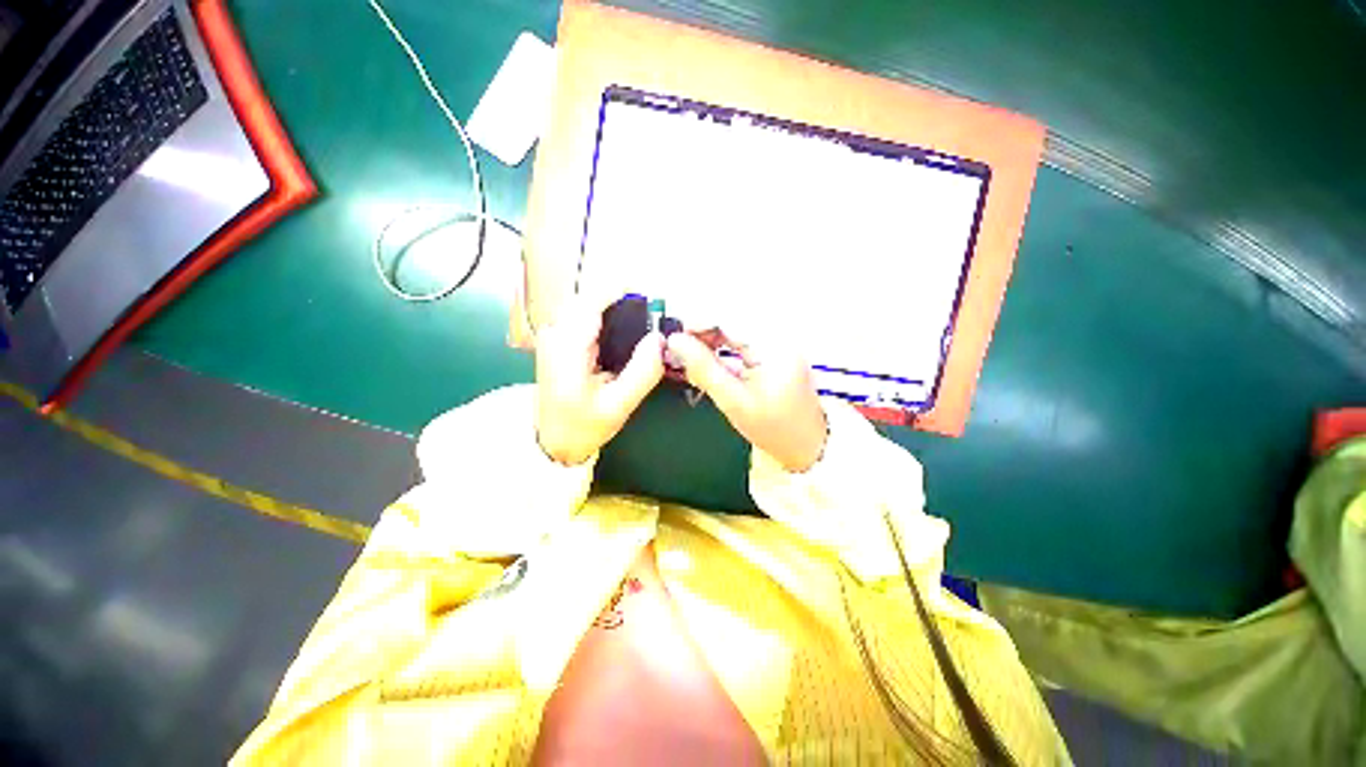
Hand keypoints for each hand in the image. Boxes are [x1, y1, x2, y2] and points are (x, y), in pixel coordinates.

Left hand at [535, 295, 664, 464]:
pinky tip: (618, 336)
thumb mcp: (619, 405)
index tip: (650, 300)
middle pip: (589, 297)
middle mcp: (555, 333)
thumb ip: (642, 371)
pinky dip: (603, 318)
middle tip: (648, 317)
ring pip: (585, 304)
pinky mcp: (555, 340)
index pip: (593, 299)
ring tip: (638, 325)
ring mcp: (552, 335)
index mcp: (568, 347)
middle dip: (620, 301)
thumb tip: (660, 338)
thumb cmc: (584, 425)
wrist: (552, 441)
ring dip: (612, 308)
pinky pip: (581, 316)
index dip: (623, 292)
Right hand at [666, 332, 827, 471]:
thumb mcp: (732, 401)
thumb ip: (703, 368)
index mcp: (772, 346)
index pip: (729, 317)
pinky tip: (712, 364)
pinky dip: (723, 348)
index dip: (698, 322)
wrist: (806, 445)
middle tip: (683, 354)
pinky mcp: (775, 350)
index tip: (675, 338)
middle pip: (731, 319)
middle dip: (703, 333)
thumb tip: (675, 340)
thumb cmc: (772, 428)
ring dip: (711, 340)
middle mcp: (778, 335)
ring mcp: (778, 341)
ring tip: (695, 363)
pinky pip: (743, 339)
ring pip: (734, 328)